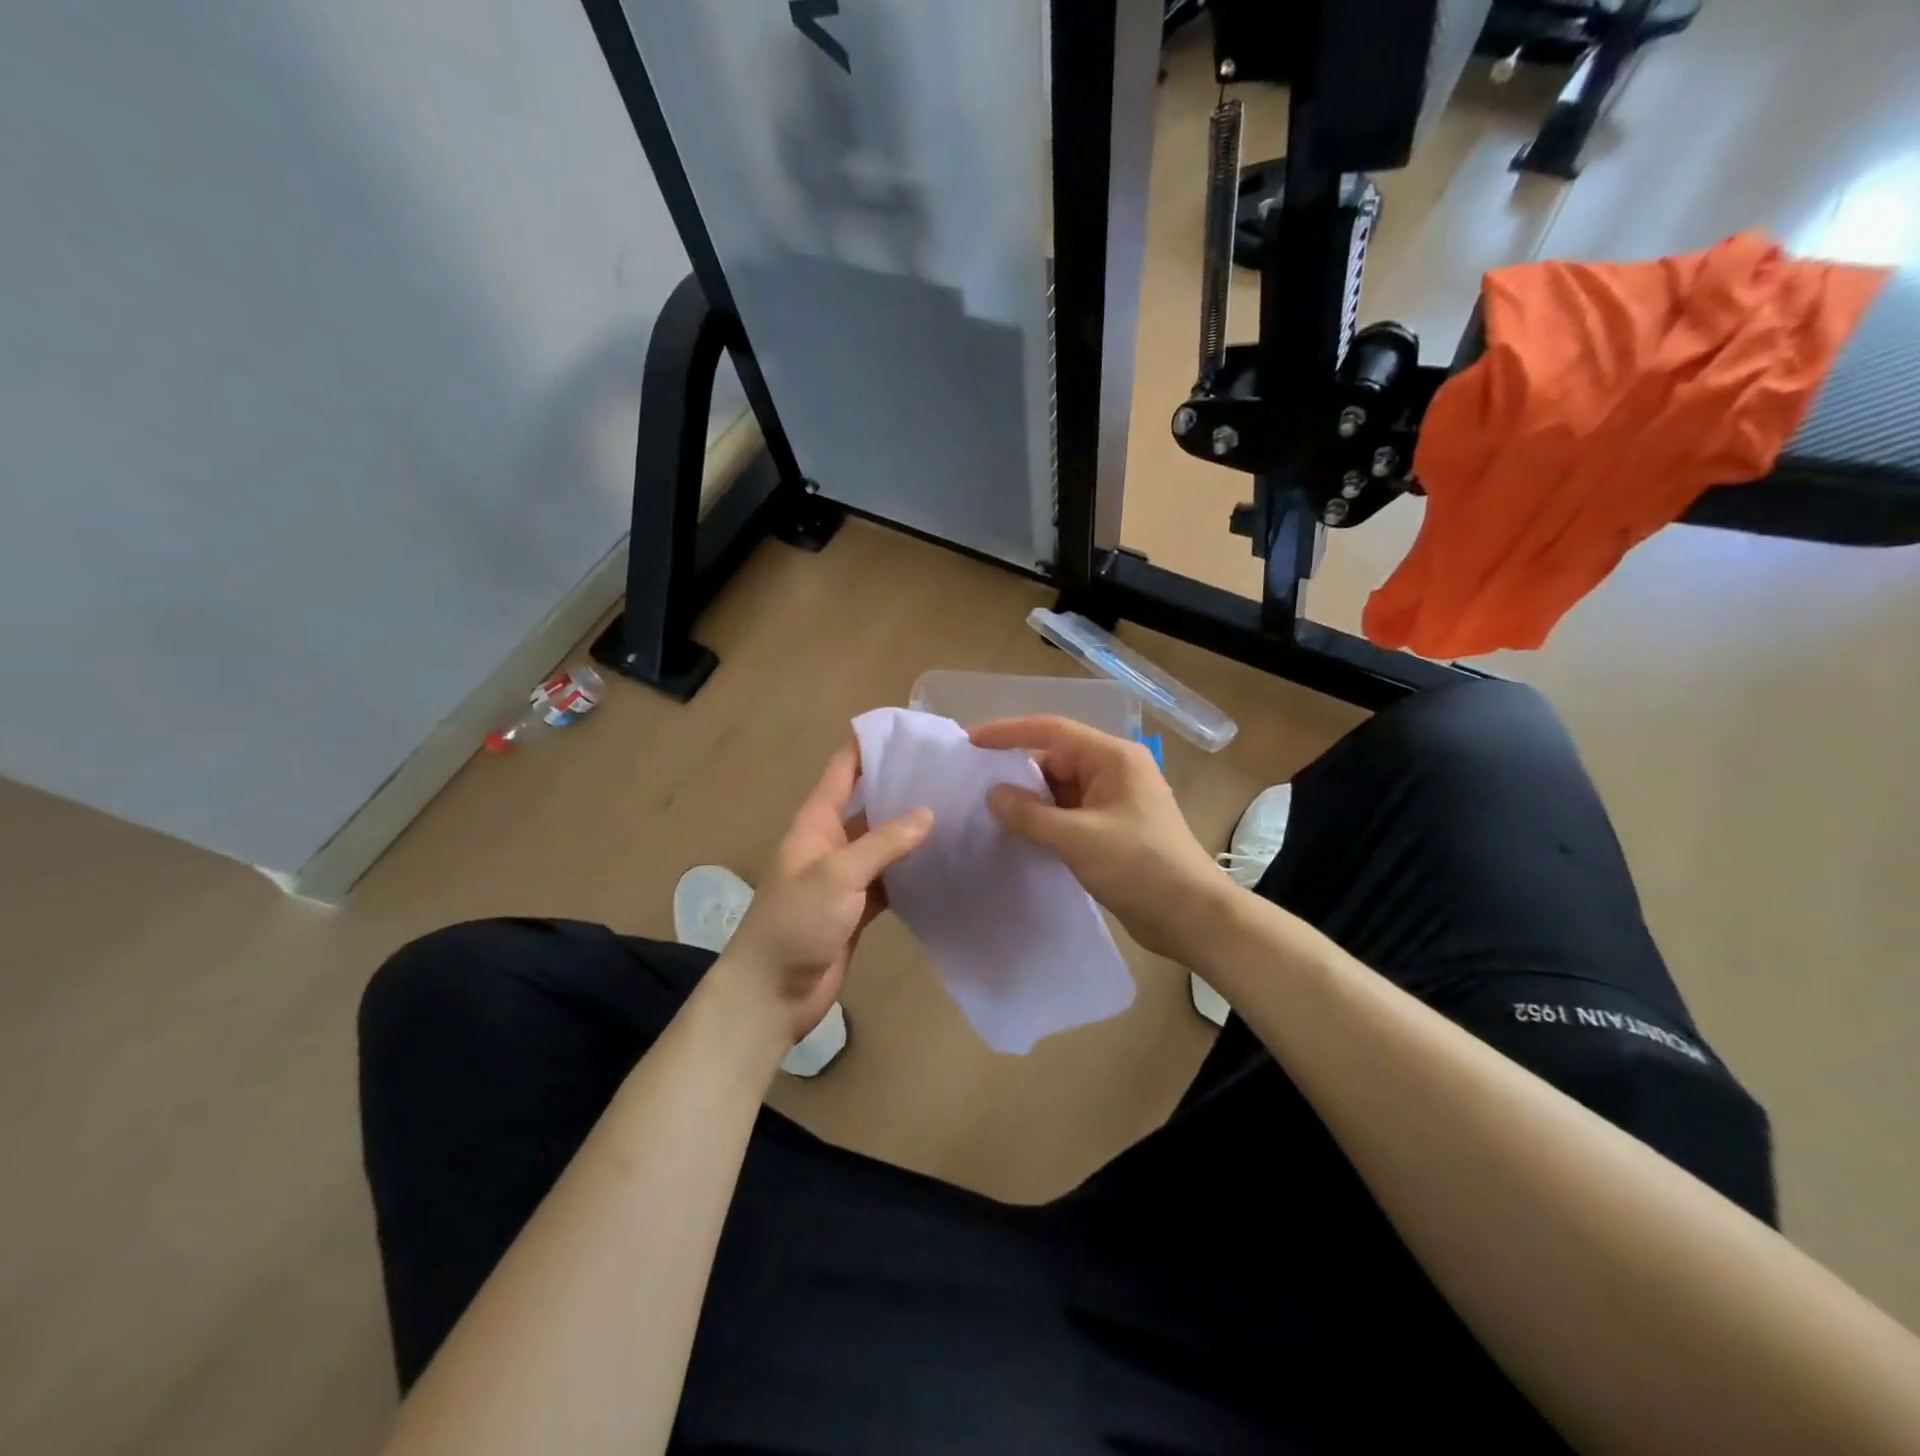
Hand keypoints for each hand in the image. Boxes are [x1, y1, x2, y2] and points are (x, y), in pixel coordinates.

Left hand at [707, 740, 931, 1053]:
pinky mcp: (858, 907)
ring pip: (884, 843)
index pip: (842, 769)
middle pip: (869, 803)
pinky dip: (913, 870)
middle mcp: (831, 841)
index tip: (907, 727)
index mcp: (816, 822)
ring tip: (959, 810)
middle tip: (951, 770)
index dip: (868, 744)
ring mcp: (845, 876)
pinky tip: (945, 861)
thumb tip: (928, 812)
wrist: (772, 993)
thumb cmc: (795, 923)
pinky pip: (890, 879)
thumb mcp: (837, 874)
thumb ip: (883, 843)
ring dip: (913, 830)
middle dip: (903, 786)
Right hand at [970, 716, 1228, 961]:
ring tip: (986, 811)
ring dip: (1029, 800)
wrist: (1190, 917)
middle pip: (1054, 759)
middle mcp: (1113, 771)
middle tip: (972, 785)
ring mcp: (1113, 801)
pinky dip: (1044, 820)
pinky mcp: (1111, 829)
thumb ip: (1030, 815)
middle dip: (1016, 771)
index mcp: (1113, 758)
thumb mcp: (1078, 839)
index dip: (1008, 732)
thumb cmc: (1140, 866)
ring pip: (1060, 789)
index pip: (1052, 731)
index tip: (970, 741)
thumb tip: (993, 795)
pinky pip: (1068, 813)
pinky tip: (1017, 833)